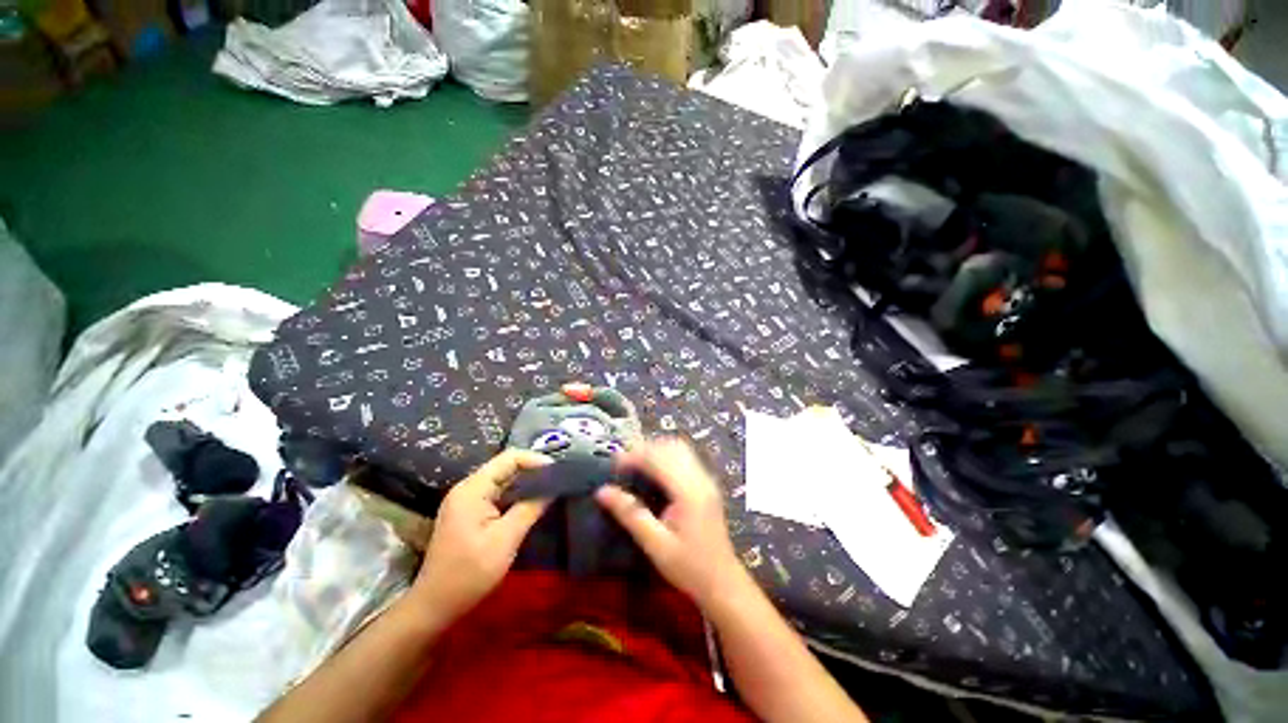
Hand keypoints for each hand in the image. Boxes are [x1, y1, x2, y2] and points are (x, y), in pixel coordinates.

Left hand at [410, 449, 552, 622]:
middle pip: (506, 466)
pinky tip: (534, 502)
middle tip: (560, 478)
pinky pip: (498, 494)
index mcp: (472, 489)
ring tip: (552, 487)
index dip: (535, 459)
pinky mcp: (470, 513)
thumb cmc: (469, 573)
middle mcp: (468, 488)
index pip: (509, 458)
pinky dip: (517, 495)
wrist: (434, 606)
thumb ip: (530, 508)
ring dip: (527, 482)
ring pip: (503, 480)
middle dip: (534, 470)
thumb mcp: (505, 539)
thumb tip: (554, 487)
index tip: (558, 470)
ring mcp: (467, 501)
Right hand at [596, 438, 744, 608]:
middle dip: (644, 449)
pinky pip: (684, 458)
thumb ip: (630, 515)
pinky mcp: (706, 484)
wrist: (723, 582)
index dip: (634, 456)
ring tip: (634, 465)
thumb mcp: (656, 545)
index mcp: (688, 491)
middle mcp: (700, 478)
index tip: (613, 465)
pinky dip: (665, 456)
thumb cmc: (689, 567)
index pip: (658, 459)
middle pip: (670, 447)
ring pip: (679, 449)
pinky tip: (653, 471)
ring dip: (655, 450)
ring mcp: (706, 479)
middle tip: (622, 464)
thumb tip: (602, 491)